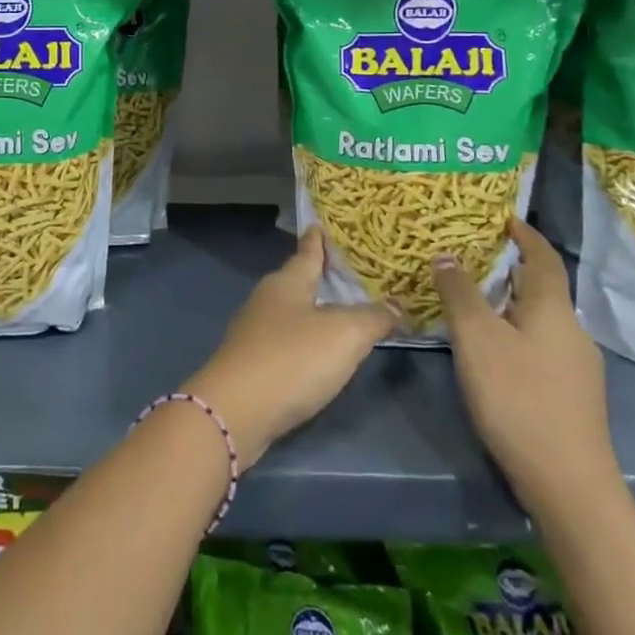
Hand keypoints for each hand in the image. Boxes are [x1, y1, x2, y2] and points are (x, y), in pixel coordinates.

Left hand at [184, 227, 393, 468]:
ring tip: (340, 311)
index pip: (307, 252)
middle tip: (348, 272)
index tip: (320, 224)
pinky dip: (304, 339)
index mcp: (287, 282)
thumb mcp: (344, 335)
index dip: (317, 240)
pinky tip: (317, 352)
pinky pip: (285, 339)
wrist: (237, 409)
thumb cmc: (292, 359)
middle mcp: (267, 298)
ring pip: (291, 310)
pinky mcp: (252, 361)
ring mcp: (255, 330)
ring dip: (313, 309)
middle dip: (320, 276)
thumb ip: (373, 317)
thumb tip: (397, 303)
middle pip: (298, 280)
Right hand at [432, 216, 618, 522]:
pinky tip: (490, 347)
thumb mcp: (477, 338)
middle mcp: (572, 331)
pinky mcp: (571, 394)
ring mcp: (577, 366)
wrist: (568, 484)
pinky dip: (514, 330)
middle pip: (542, 288)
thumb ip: (459, 292)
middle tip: (470, 255)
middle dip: (510, 268)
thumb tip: (446, 254)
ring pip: (540, 318)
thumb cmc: (519, 398)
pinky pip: (540, 344)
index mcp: (554, 310)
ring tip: (471, 298)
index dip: (525, 235)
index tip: (502, 218)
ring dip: (510, 302)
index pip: (544, 258)